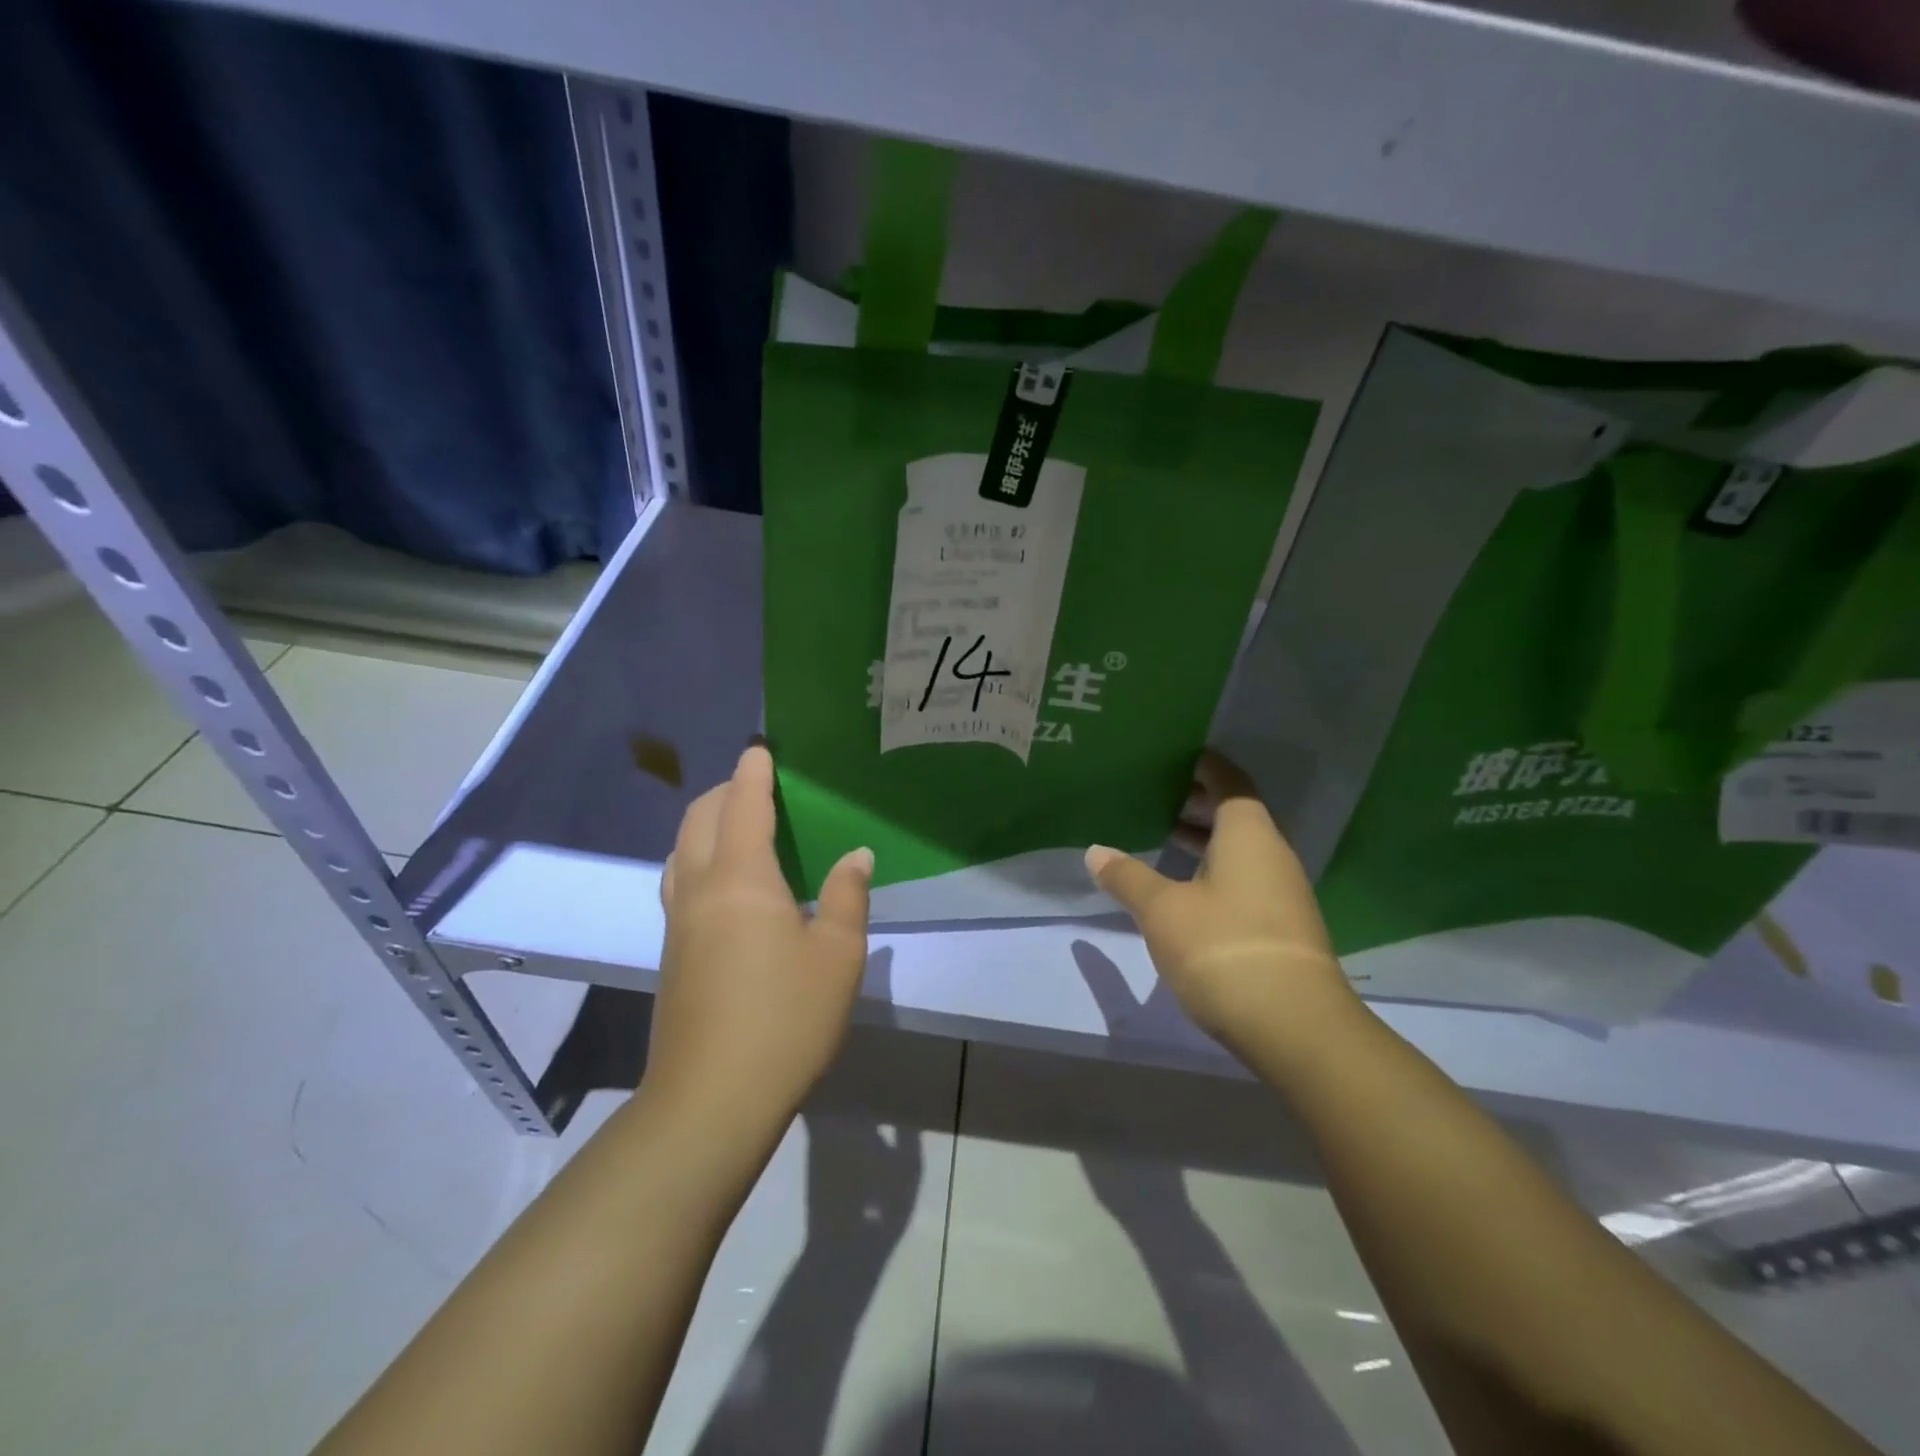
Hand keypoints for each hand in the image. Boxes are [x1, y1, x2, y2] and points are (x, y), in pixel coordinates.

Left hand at [646, 745, 873, 1148]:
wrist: (712, 1099)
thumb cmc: (785, 1018)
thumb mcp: (838, 955)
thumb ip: (848, 897)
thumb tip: (854, 856)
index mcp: (741, 878)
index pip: (744, 805)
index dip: (754, 772)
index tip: (762, 748)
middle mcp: (700, 888)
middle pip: (700, 818)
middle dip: (725, 790)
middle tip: (758, 784)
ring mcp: (678, 922)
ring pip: (682, 849)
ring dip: (706, 822)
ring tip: (740, 825)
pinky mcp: (672, 952)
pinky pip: (680, 880)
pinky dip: (699, 856)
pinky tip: (726, 882)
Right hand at [1085, 751, 1357, 1059]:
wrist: (1295, 1028)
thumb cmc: (1223, 948)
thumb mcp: (1162, 910)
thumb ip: (1128, 877)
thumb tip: (1095, 851)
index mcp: (1248, 834)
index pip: (1230, 782)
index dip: (1205, 767)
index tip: (1176, 756)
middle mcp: (1272, 854)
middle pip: (1236, 815)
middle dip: (1198, 802)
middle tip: (1154, 794)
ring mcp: (1282, 893)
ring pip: (1240, 850)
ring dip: (1204, 840)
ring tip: (1161, 836)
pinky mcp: (1281, 927)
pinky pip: (1244, 879)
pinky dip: (1213, 871)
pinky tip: (1183, 889)